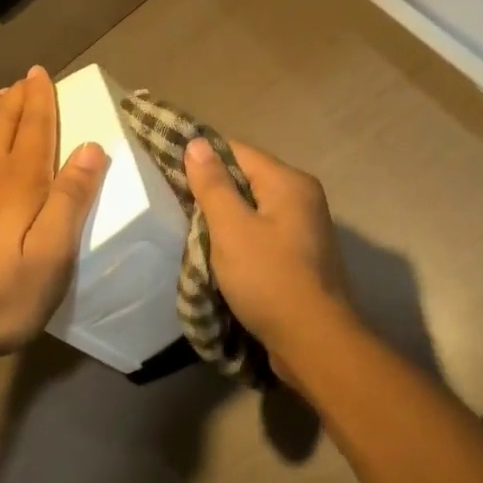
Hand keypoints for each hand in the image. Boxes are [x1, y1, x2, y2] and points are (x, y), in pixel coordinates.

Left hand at [0, 67, 106, 372]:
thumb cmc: (2, 293)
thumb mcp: (53, 253)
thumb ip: (72, 198)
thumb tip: (92, 147)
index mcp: (20, 181)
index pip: (34, 127)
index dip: (40, 99)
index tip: (41, 72)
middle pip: (2, 125)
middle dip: (16, 99)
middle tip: (24, 79)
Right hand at [183, 136, 355, 383]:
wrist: (313, 340)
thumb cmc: (268, 278)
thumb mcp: (231, 228)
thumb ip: (213, 184)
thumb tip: (197, 142)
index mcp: (289, 182)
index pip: (237, 151)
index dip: (202, 157)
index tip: (168, 169)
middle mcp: (302, 197)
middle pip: (247, 179)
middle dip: (213, 190)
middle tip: (176, 204)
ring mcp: (305, 227)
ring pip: (254, 208)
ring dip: (225, 218)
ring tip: (192, 230)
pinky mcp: (302, 255)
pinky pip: (263, 233)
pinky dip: (241, 238)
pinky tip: (220, 254)